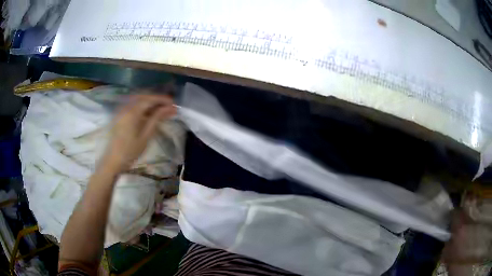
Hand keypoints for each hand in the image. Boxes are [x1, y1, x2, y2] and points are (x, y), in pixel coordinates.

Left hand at [102, 94, 175, 172]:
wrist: (113, 161)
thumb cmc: (130, 152)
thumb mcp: (146, 136)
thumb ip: (156, 119)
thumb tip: (169, 108)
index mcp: (132, 112)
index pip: (149, 100)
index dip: (162, 99)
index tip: (173, 103)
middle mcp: (126, 108)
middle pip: (143, 97)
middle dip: (157, 100)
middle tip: (169, 106)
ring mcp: (122, 111)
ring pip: (138, 100)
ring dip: (150, 103)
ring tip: (161, 110)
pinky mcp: (120, 116)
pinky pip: (133, 106)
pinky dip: (143, 107)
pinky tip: (149, 114)